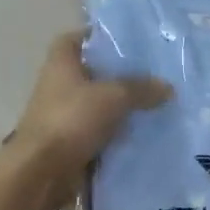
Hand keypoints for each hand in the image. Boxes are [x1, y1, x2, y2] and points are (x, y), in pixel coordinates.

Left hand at [4, 32, 169, 198]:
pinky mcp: (70, 141)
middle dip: (120, 73)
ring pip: (98, 103)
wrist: (41, 173)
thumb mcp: (113, 96)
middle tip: (152, 72)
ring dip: (121, 105)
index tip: (128, 41)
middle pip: (93, 71)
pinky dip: (117, 131)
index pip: (78, 38)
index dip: (99, 36)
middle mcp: (59, 84)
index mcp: (61, 62)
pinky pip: (100, 130)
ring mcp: (63, 114)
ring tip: (155, 101)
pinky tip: (143, 131)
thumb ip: (141, 88)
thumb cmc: (71, 120)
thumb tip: (168, 87)